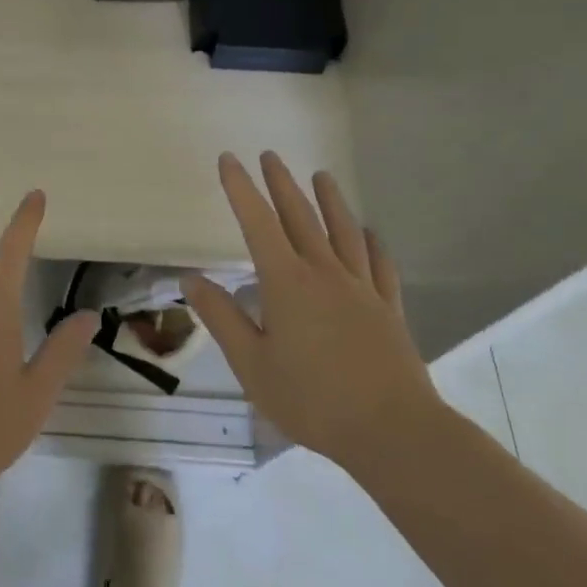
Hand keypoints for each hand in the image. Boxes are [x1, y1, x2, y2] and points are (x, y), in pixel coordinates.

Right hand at [182, 152, 442, 471]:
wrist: (394, 431)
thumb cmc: (313, 400)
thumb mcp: (252, 366)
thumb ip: (222, 318)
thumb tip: (192, 279)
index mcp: (287, 282)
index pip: (257, 222)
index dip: (240, 188)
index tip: (229, 159)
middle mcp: (324, 272)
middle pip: (300, 216)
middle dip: (281, 183)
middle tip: (270, 155)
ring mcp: (361, 287)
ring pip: (343, 231)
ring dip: (330, 200)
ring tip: (322, 175)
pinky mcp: (388, 307)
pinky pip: (379, 265)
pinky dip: (373, 243)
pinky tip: (370, 233)